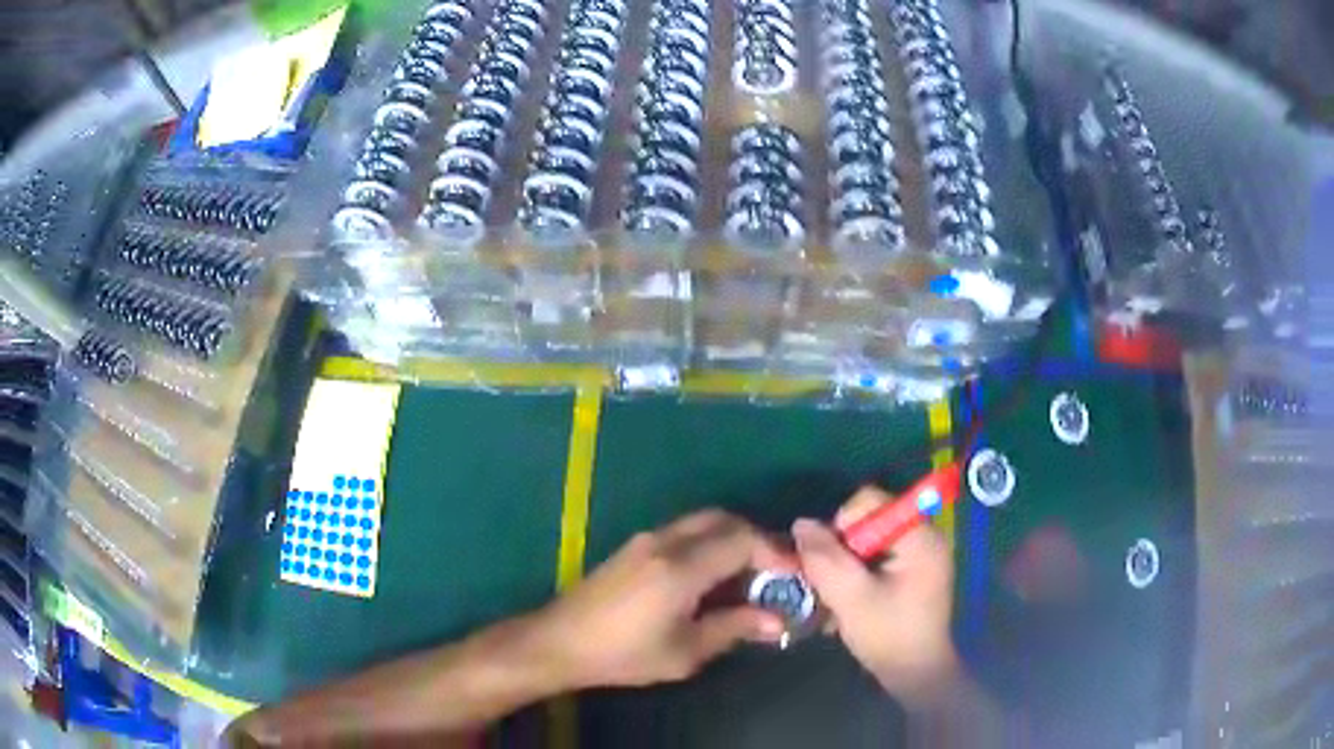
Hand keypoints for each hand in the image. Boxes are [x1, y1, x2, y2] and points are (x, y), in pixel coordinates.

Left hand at [532, 510, 788, 688]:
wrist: (560, 641)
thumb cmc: (623, 654)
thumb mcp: (685, 651)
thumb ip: (733, 628)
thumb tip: (776, 620)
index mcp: (681, 567)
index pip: (742, 540)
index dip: (774, 552)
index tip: (794, 575)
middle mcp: (665, 541)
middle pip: (724, 520)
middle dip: (756, 539)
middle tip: (774, 571)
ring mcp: (646, 540)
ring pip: (702, 522)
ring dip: (732, 539)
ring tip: (748, 576)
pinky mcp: (635, 547)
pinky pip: (684, 532)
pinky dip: (709, 543)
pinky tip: (713, 576)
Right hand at [792, 486, 958, 706]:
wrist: (916, 675)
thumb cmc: (889, 635)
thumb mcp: (851, 598)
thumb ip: (825, 559)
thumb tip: (801, 524)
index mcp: (918, 536)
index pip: (871, 501)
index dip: (841, 525)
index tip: (830, 561)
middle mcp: (922, 537)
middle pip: (867, 522)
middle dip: (840, 551)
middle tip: (827, 585)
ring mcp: (918, 556)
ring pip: (866, 543)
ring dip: (844, 568)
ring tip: (833, 600)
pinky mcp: (911, 573)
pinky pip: (874, 559)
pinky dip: (856, 576)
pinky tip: (845, 605)